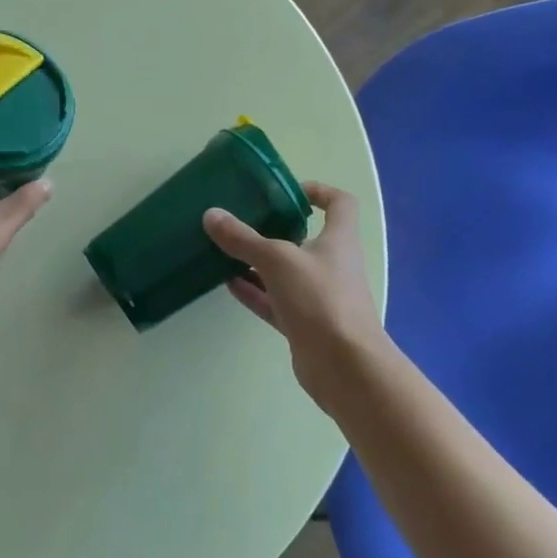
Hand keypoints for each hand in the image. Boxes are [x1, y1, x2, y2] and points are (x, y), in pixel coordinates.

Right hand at [203, 183, 393, 409]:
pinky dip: (255, 291)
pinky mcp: (305, 324)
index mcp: (338, 240)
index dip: (318, 191)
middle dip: (274, 229)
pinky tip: (228, 283)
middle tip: (243, 220)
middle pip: (305, 238)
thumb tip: (211, 215)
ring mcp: (319, 297)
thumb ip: (243, 238)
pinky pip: (275, 301)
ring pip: (285, 272)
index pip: (339, 204)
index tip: (288, 191)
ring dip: (258, 263)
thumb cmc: (320, 299)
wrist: (344, 367)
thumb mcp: (276, 260)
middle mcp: (332, 265)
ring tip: (225, 251)